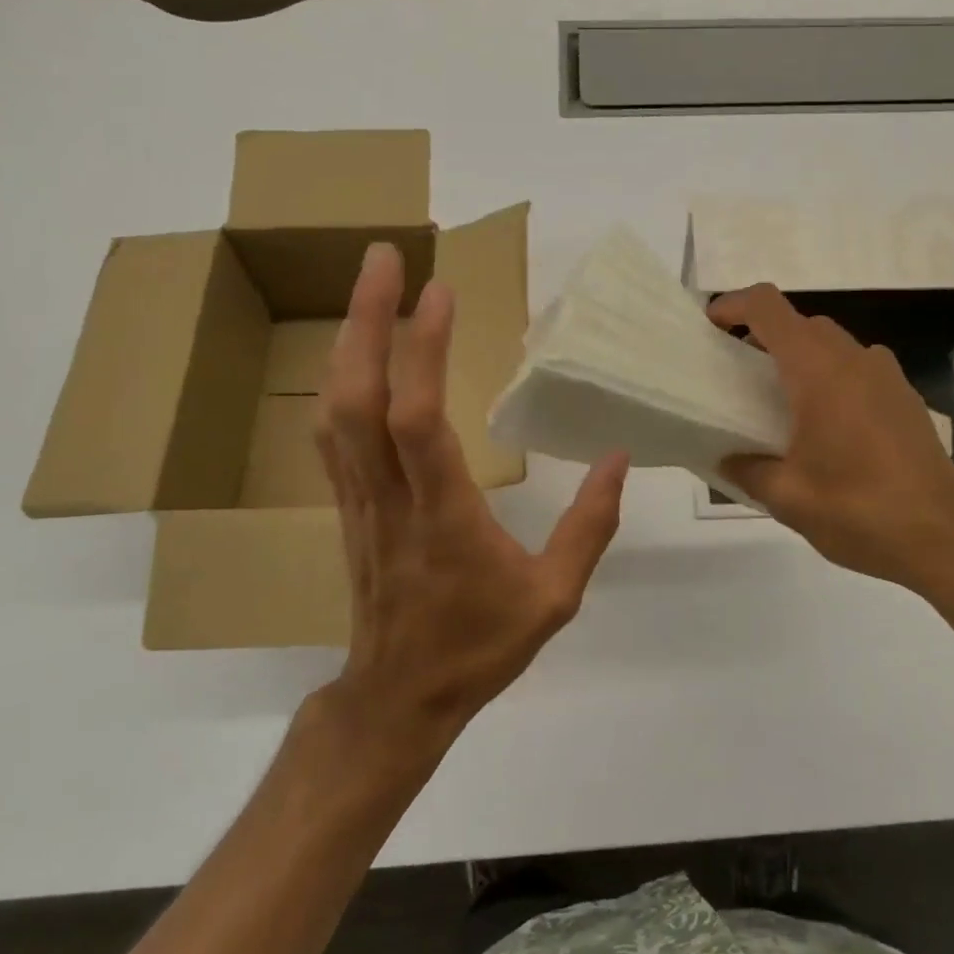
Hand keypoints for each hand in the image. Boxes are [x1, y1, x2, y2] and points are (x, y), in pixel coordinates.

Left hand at [314, 242, 628, 746]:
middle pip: (358, 396)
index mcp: (444, 515)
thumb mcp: (555, 596)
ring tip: (369, 286)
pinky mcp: (347, 505)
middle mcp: (389, 496)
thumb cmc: (480, 646)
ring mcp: (358, 499)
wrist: (399, 697)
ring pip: (335, 409)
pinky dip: (341, 380)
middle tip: (382, 256)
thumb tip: (620, 458)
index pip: (419, 420)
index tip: (441, 290)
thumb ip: (591, 525)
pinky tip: (355, 352)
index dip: (423, 350)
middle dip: (366, 318)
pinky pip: (333, 433)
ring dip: (348, 340)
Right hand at [707, 284, 953, 601]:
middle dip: (765, 336)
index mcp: (819, 371)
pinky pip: (860, 370)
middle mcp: (855, 360)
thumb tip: (728, 461)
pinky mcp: (907, 400)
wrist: (945, 539)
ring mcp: (888, 377)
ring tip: (782, 402)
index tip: (711, 325)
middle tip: (739, 374)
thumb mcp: (789, 498)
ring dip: (802, 357)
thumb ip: (749, 471)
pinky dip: (833, 378)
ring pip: (835, 345)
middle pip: (803, 324)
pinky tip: (828, 429)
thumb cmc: (859, 511)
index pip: (769, 308)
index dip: (734, 305)